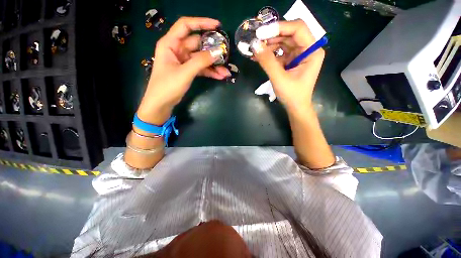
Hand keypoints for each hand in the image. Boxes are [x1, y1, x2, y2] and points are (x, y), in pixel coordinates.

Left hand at [137, 17, 230, 124]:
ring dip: (213, 65)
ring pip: (201, 58)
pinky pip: (201, 68)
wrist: (161, 103)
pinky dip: (210, 72)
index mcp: (170, 44)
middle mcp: (177, 50)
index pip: (186, 26)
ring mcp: (184, 61)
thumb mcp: (184, 72)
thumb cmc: (167, 86)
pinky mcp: (188, 71)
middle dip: (212, 50)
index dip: (201, 23)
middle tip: (226, 55)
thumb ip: (200, 62)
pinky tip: (220, 76)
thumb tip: (217, 52)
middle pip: (198, 44)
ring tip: (226, 72)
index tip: (217, 25)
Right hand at [253, 20, 324, 112]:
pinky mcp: (291, 61)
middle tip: (255, 40)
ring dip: (269, 45)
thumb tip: (254, 45)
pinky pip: (280, 52)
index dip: (279, 28)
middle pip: (289, 34)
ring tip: (255, 49)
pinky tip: (259, 56)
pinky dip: (269, 54)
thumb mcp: (279, 78)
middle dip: (272, 36)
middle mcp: (308, 49)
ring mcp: (299, 55)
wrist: (295, 107)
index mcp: (312, 51)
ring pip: (283, 42)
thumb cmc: (292, 95)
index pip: (298, 29)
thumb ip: (267, 61)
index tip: (261, 32)